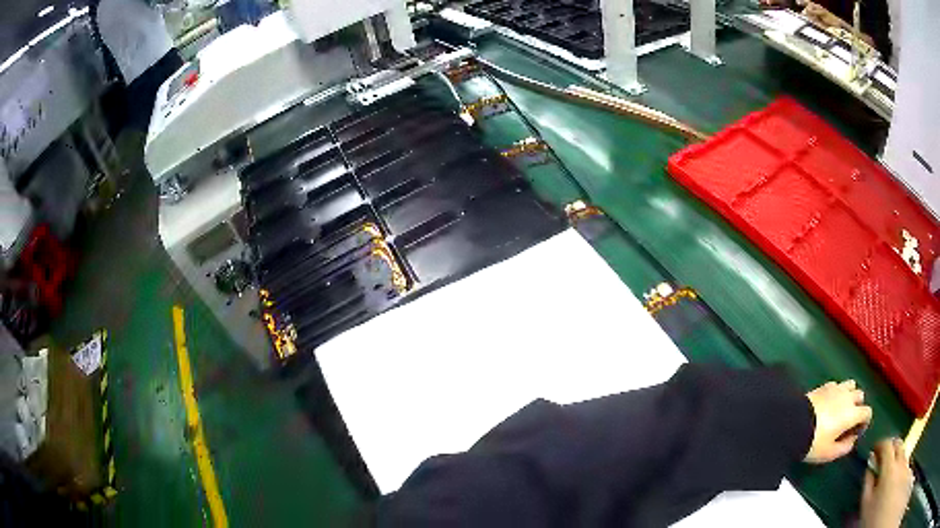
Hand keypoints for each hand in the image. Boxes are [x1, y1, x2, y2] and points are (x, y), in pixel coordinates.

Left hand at [804, 380, 871, 462]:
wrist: (793, 425)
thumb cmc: (814, 442)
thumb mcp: (829, 453)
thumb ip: (845, 447)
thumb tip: (852, 440)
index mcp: (852, 413)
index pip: (867, 412)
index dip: (864, 422)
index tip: (856, 432)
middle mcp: (848, 397)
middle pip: (860, 396)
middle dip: (858, 407)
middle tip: (848, 421)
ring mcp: (836, 388)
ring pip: (851, 385)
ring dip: (849, 395)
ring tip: (841, 410)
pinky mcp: (824, 385)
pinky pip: (837, 385)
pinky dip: (837, 392)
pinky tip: (830, 403)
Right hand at [861, 439, 913, 527]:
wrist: (880, 519)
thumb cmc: (873, 515)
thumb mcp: (866, 504)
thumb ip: (867, 483)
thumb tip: (869, 468)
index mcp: (889, 467)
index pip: (886, 445)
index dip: (880, 444)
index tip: (875, 448)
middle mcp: (900, 461)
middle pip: (898, 444)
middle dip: (890, 447)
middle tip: (883, 456)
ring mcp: (905, 464)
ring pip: (903, 452)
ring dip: (896, 457)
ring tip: (889, 468)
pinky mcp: (906, 468)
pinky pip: (904, 461)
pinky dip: (899, 465)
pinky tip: (894, 477)